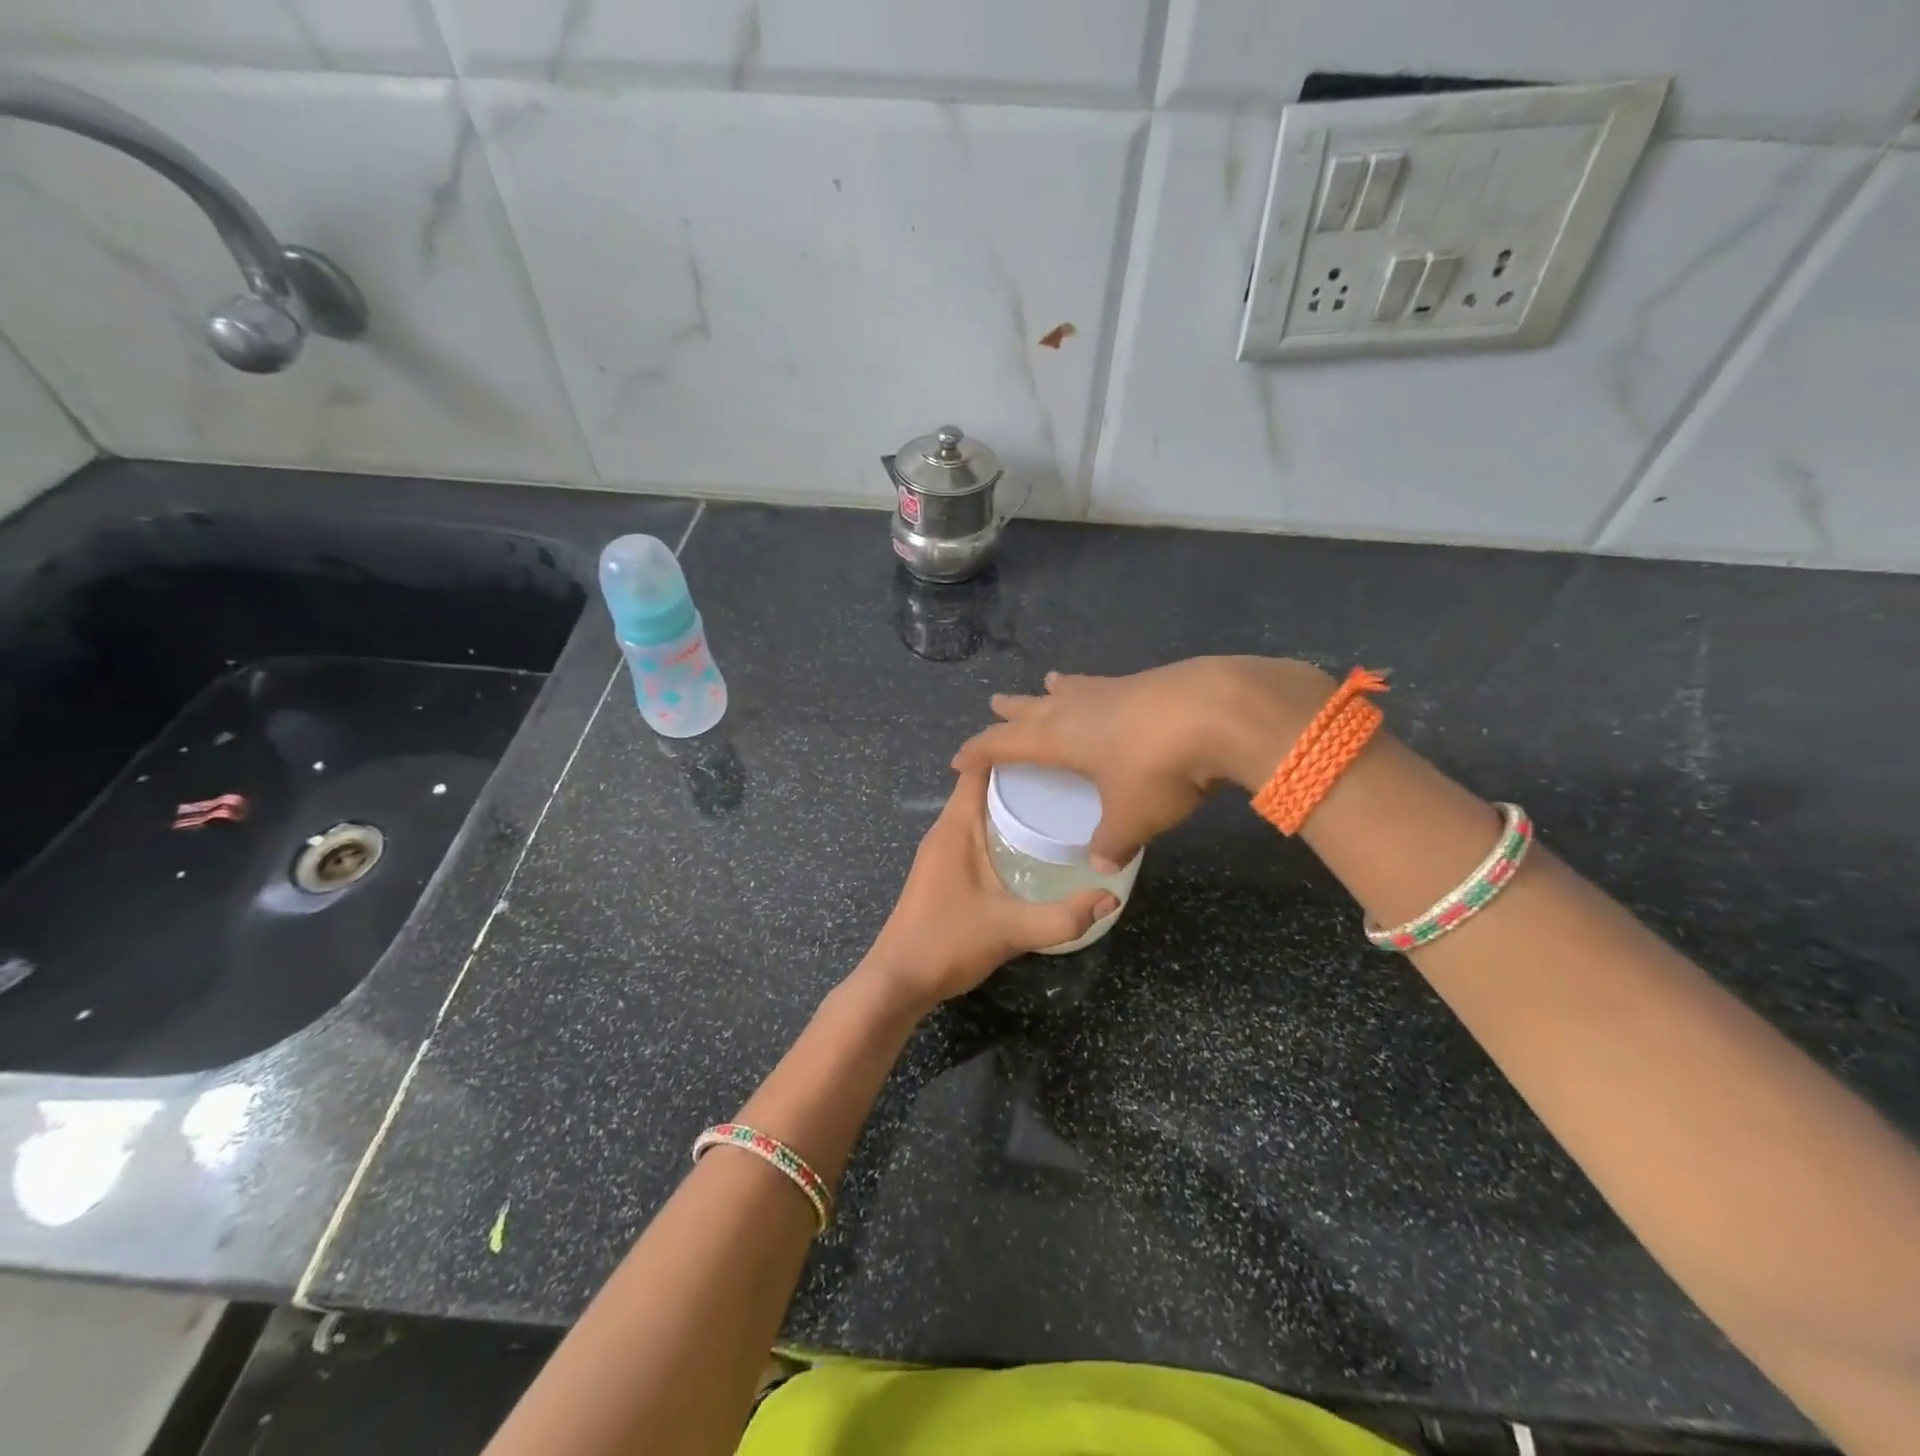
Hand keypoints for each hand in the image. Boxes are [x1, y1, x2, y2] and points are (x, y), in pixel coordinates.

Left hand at [860, 767, 1118, 1011]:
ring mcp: (941, 851)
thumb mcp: (1011, 930)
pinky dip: (1001, 825)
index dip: (1009, 749)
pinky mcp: (943, 870)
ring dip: (1010, 802)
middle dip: (1021, 775)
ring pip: (978, 809)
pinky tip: (1031, 842)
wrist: (898, 982)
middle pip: (981, 784)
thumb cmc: (947, 944)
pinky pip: (975, 831)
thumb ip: (1063, 917)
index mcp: (955, 828)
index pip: (977, 767)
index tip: (1053, 744)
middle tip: (1070, 775)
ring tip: (1058, 801)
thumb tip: (1111, 896)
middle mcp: (945, 830)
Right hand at [952, 656, 1335, 868]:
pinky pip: (1108, 686)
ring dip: (1056, 691)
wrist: (1220, 710)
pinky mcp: (1150, 681)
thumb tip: (1101, 866)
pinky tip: (1112, 692)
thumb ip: (1112, 843)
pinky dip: (1096, 690)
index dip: (978, 751)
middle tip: (996, 703)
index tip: (959, 759)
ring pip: (1073, 688)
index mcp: (1059, 738)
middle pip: (1034, 706)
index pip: (1004, 742)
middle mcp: (1079, 708)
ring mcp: (1115, 689)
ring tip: (1049, 683)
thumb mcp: (1132, 817)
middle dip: (1013, 710)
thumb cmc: (1158, 768)